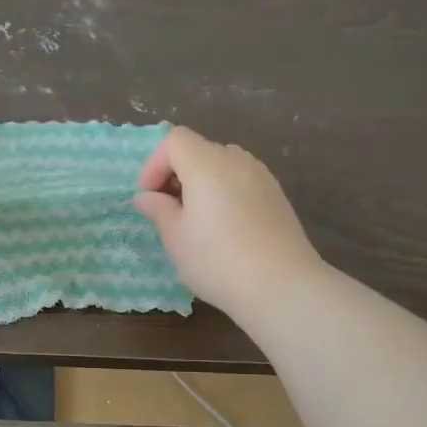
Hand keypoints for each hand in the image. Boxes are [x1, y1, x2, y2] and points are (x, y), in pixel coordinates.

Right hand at [134, 126, 322, 318]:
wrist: (281, 285)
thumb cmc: (217, 260)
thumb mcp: (176, 238)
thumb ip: (158, 210)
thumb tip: (145, 197)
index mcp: (206, 164)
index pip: (174, 141)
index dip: (154, 164)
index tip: (149, 197)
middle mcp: (236, 160)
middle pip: (199, 150)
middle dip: (176, 174)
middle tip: (168, 210)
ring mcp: (261, 176)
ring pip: (222, 166)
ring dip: (201, 184)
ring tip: (195, 221)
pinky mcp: (277, 196)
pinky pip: (241, 182)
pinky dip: (224, 193)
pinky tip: (224, 229)